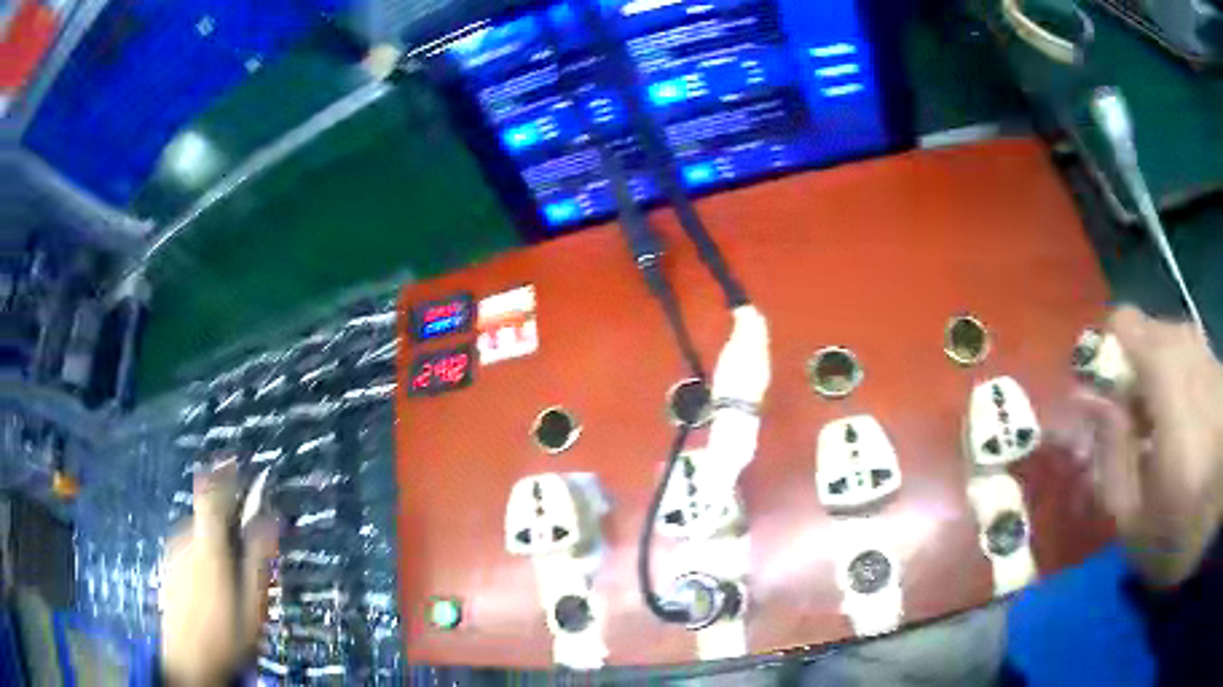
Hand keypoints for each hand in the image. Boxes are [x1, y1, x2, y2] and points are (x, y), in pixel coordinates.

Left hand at [160, 460, 279, 684]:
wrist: (188, 663)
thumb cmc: (226, 637)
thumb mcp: (251, 604)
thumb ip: (258, 559)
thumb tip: (270, 519)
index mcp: (208, 546)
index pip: (212, 495)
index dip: (223, 472)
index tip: (235, 457)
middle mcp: (185, 540)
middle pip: (206, 514)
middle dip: (228, 518)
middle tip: (249, 541)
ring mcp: (173, 552)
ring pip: (198, 531)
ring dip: (216, 538)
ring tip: (232, 572)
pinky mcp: (168, 565)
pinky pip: (189, 545)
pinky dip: (203, 550)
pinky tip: (212, 582)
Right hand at [1071, 306, 1222, 587]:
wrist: (1218, 508)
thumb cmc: (1187, 528)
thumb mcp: (1136, 521)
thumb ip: (1111, 458)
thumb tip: (1090, 403)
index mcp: (1165, 373)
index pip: (1121, 325)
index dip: (1104, 356)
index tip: (1102, 401)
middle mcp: (1187, 347)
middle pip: (1146, 333)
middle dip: (1132, 374)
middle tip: (1132, 429)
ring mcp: (1206, 354)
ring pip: (1169, 346)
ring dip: (1156, 381)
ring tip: (1159, 435)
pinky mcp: (1219, 369)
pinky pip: (1190, 361)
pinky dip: (1180, 387)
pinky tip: (1185, 432)